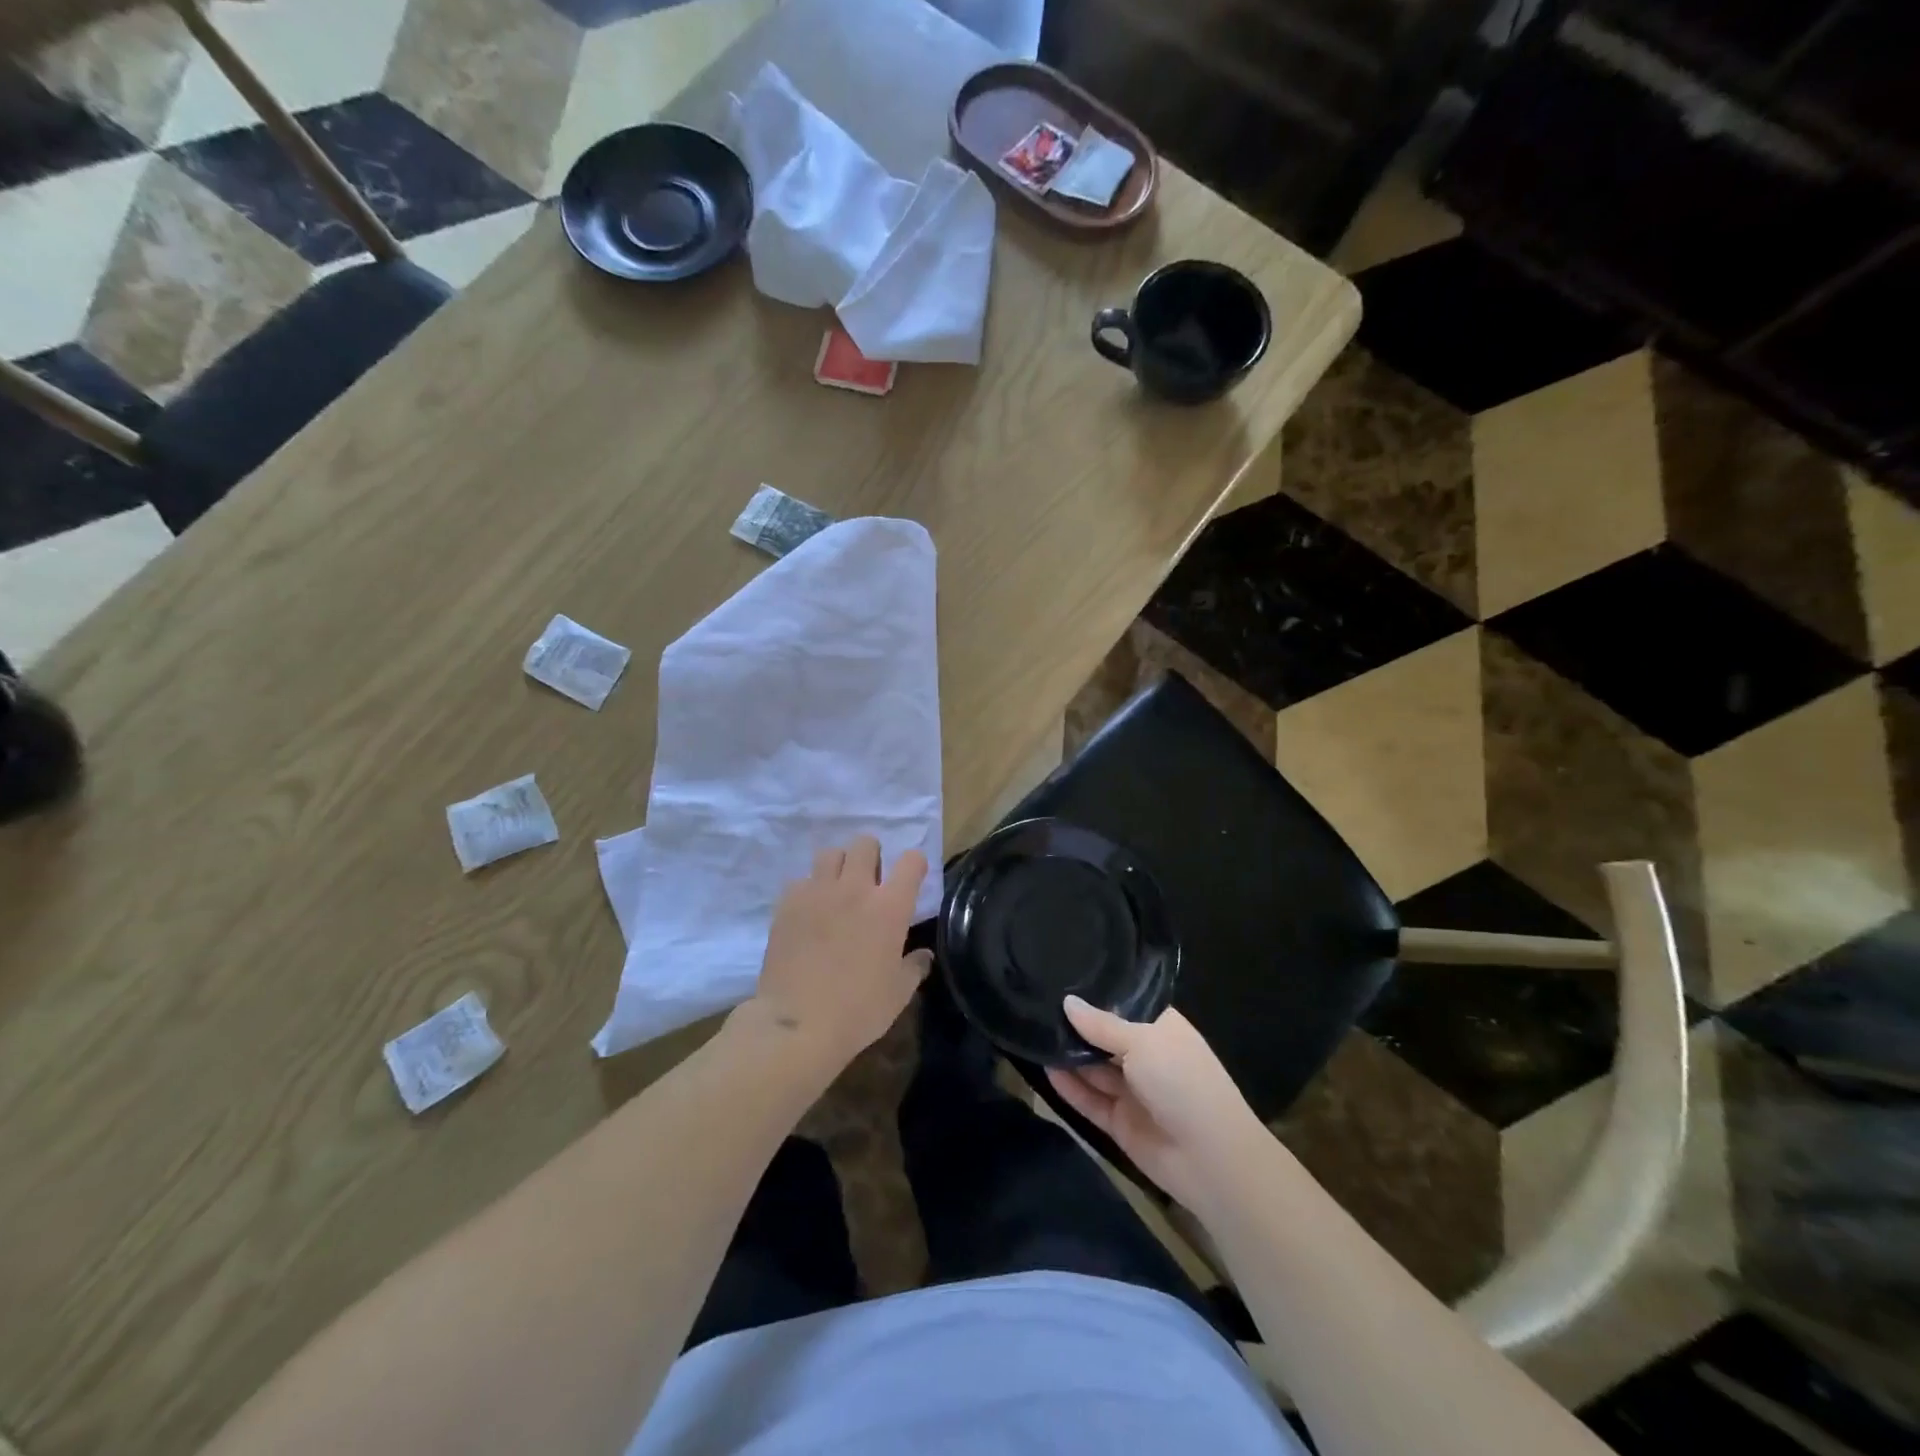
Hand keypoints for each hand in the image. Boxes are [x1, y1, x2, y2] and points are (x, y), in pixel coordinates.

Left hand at [735, 836, 931, 1074]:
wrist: (798, 1024)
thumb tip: (924, 956)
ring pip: (830, 853)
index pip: (911, 861)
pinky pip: (800, 880)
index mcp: (890, 907)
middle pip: (865, 844)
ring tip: (836, 887)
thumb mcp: (898, 994)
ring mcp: (817, 892)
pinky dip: (808, 889)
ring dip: (838, 865)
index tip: (911, 878)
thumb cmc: (858, 1011)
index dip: (914, 865)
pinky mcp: (787, 903)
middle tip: (869, 878)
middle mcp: (855, 888)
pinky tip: (807, 910)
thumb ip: (914, 967)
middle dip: (871, 854)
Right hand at [1047, 997, 1267, 1208]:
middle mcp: (1147, 1055)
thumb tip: (1067, 1001)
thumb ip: (1101, 1024)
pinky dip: (1070, 1087)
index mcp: (1161, 1029)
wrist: (1210, 1159)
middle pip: (1105, 1036)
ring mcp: (1133, 1090)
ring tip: (1033, 1030)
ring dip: (1068, 1054)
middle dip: (1077, 1023)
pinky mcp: (1120, 1122)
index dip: (1099, 992)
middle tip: (1037, 1000)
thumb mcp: (1142, 1042)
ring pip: (1094, 1068)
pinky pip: (1090, 1099)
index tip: (1064, 974)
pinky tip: (1044, 1068)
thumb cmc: (1182, 1081)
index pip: (1127, 1003)